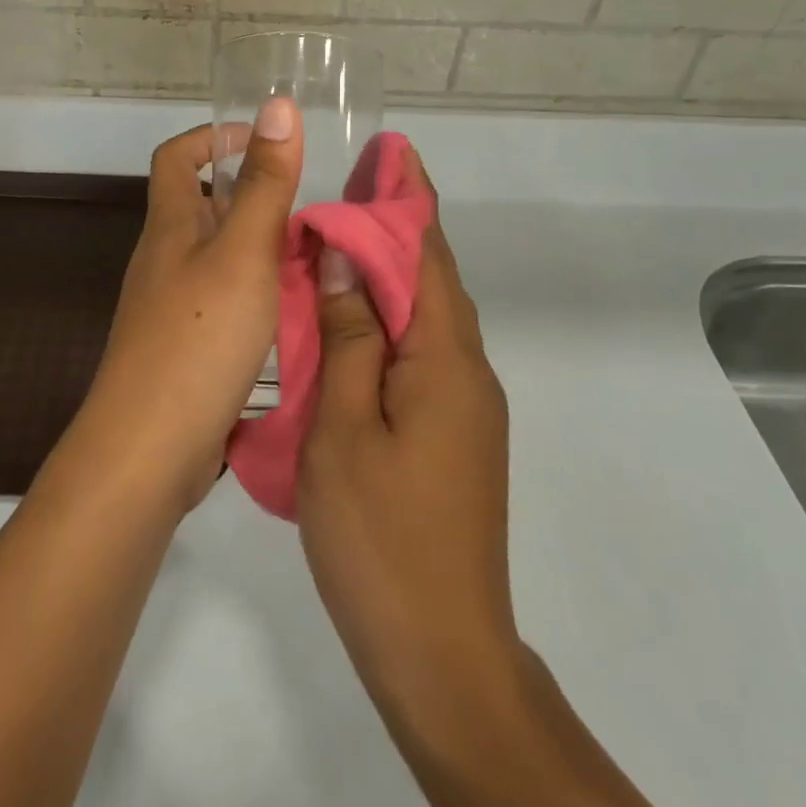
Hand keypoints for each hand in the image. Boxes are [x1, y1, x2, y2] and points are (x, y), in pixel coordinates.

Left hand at [67, 98, 301, 511]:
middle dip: (250, 195)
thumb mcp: (242, 253)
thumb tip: (277, 105)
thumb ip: (264, 183)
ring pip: (217, 257)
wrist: (148, 450)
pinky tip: (292, 312)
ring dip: (260, 247)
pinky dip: (256, 293)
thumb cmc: (197, 340)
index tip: (262, 142)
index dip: (212, 137)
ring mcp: (170, 307)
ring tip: (314, 256)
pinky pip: (223, 301)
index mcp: (169, 227)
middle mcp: (164, 259)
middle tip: (310, 207)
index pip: (175, 157)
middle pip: (200, 206)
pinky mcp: (183, 349)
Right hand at [297, 147, 517, 709]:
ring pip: (425, 317)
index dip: (407, 199)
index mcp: (445, 360)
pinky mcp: (453, 435)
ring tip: (338, 242)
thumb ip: (349, 335)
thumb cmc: (381, 536)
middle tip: (351, 186)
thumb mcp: (343, 428)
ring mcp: (464, 407)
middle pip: (431, 279)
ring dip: (387, 273)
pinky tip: (350, 321)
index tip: (389, 152)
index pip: (426, 255)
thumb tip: (343, 256)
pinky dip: (386, 320)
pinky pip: (419, 355)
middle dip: (395, 226)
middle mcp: (467, 371)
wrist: (442, 654)